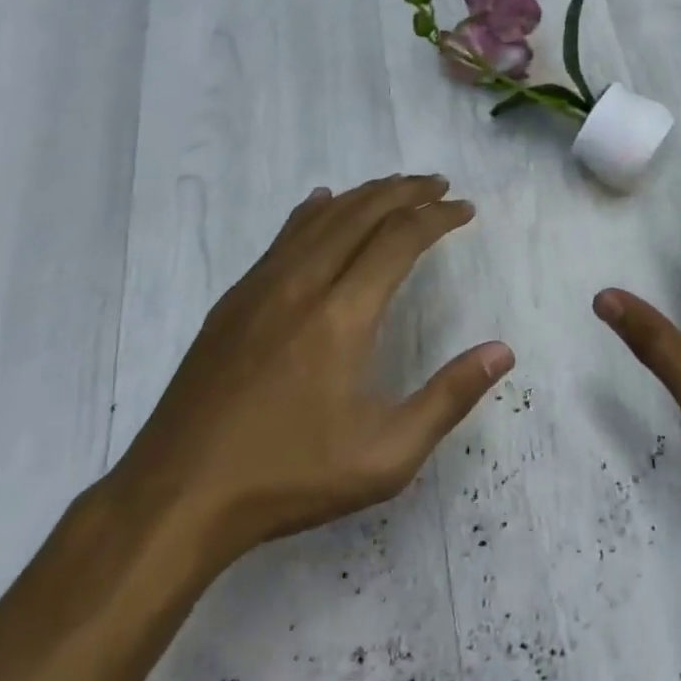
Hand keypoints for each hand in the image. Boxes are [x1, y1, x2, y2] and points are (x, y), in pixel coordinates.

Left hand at [113, 175, 512, 564]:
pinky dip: (313, 212)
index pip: (400, 239)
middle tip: (438, 185)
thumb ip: (449, 398)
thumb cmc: (291, 477)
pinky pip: (282, 237)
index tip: (464, 209)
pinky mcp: (233, 301)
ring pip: (320, 217)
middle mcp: (303, 283)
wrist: (178, 495)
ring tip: (395, 188)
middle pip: (361, 213)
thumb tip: (502, 350)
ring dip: (363, 195)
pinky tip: (321, 204)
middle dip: (405, 191)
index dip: (437, 217)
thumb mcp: (386, 455)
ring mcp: (261, 287)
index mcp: (343, 315)